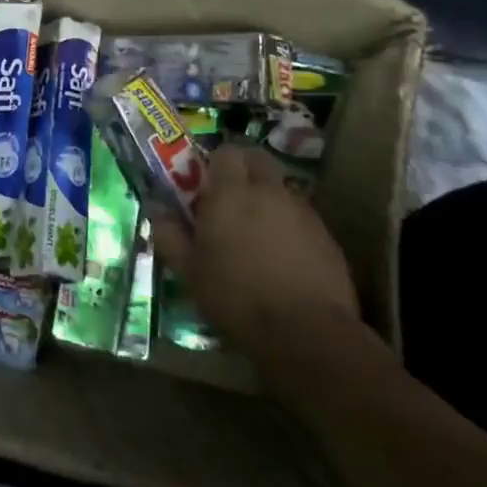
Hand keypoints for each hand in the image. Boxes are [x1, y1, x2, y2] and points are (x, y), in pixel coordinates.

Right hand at [151, 144, 366, 374]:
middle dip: (245, 169)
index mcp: (231, 193)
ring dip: (268, 198)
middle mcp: (269, 192)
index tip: (205, 184)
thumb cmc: (236, 297)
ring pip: (282, 189)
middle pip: (259, 160)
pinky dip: (290, 225)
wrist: (307, 334)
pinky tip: (282, 256)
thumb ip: (170, 234)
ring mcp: (303, 213)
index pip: (226, 152)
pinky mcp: (328, 238)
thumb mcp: (189, 271)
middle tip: (230, 197)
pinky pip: (302, 218)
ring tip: (256, 231)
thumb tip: (158, 210)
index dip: (216, 163)